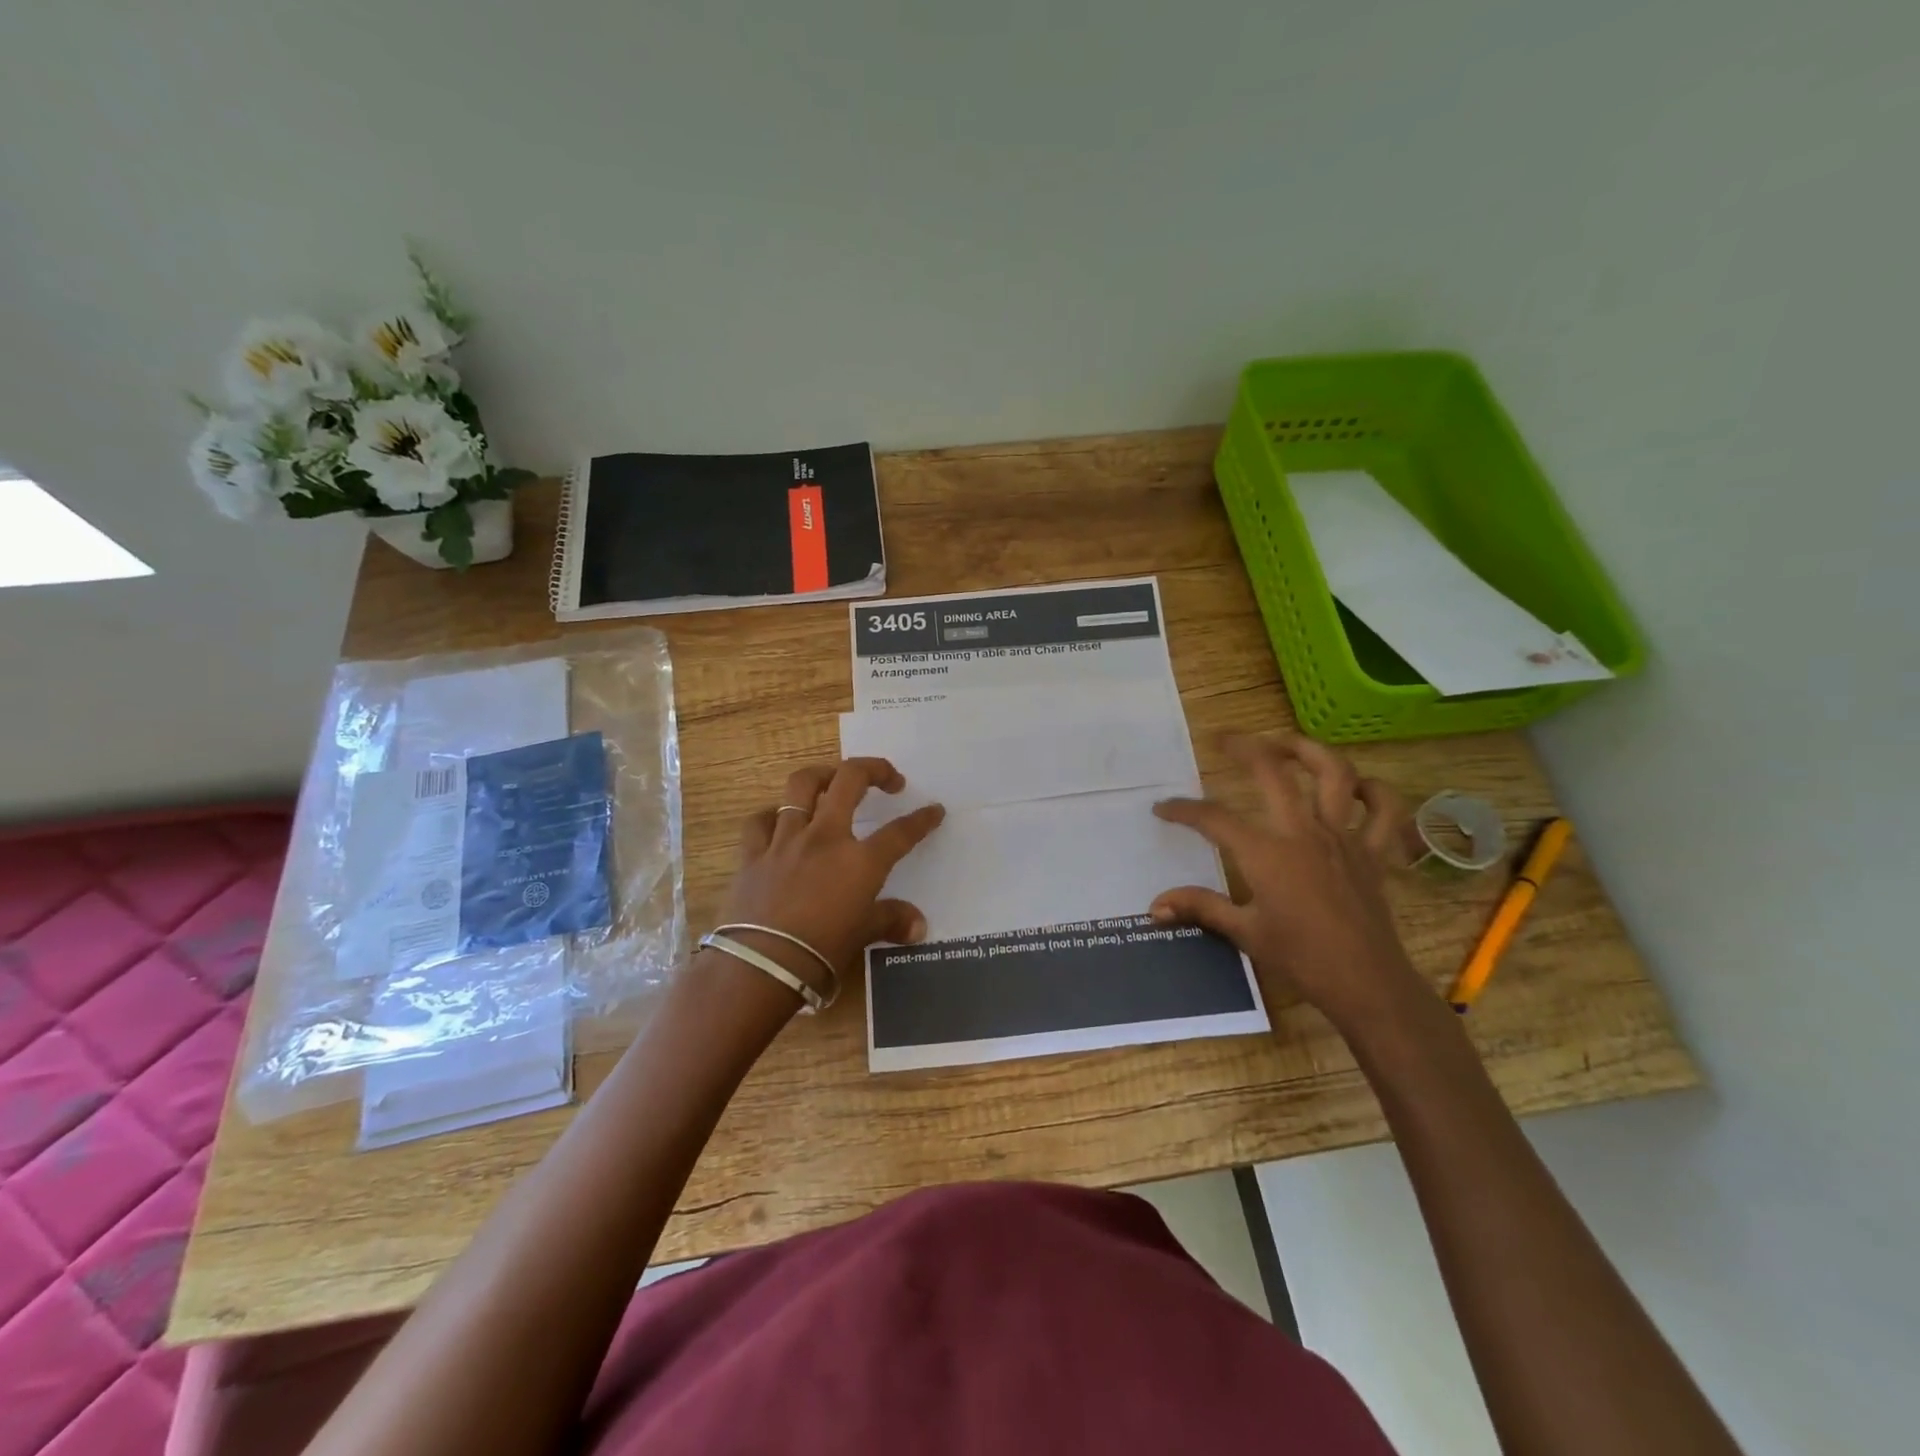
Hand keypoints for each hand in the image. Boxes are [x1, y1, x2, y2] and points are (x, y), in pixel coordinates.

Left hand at [719, 758, 944, 992]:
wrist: (762, 967)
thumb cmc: (821, 953)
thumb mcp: (863, 936)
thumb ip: (891, 921)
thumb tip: (919, 926)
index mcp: (860, 860)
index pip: (901, 832)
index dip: (922, 819)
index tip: (934, 810)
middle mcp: (825, 838)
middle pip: (850, 780)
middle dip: (874, 769)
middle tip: (887, 779)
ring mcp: (786, 840)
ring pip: (801, 785)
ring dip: (821, 775)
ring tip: (832, 780)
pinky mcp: (753, 853)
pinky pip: (760, 821)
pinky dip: (771, 816)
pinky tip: (778, 821)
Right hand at [1150, 734, 1426, 1031]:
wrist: (1367, 984)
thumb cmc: (1301, 958)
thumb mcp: (1244, 932)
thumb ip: (1200, 907)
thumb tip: (1154, 905)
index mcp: (1266, 853)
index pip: (1214, 818)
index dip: (1183, 809)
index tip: (1162, 808)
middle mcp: (1304, 832)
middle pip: (1273, 772)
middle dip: (1244, 747)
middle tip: (1224, 739)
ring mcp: (1344, 837)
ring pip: (1334, 774)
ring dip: (1309, 751)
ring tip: (1287, 744)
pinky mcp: (1374, 852)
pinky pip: (1385, 811)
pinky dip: (1376, 792)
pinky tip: (1358, 787)